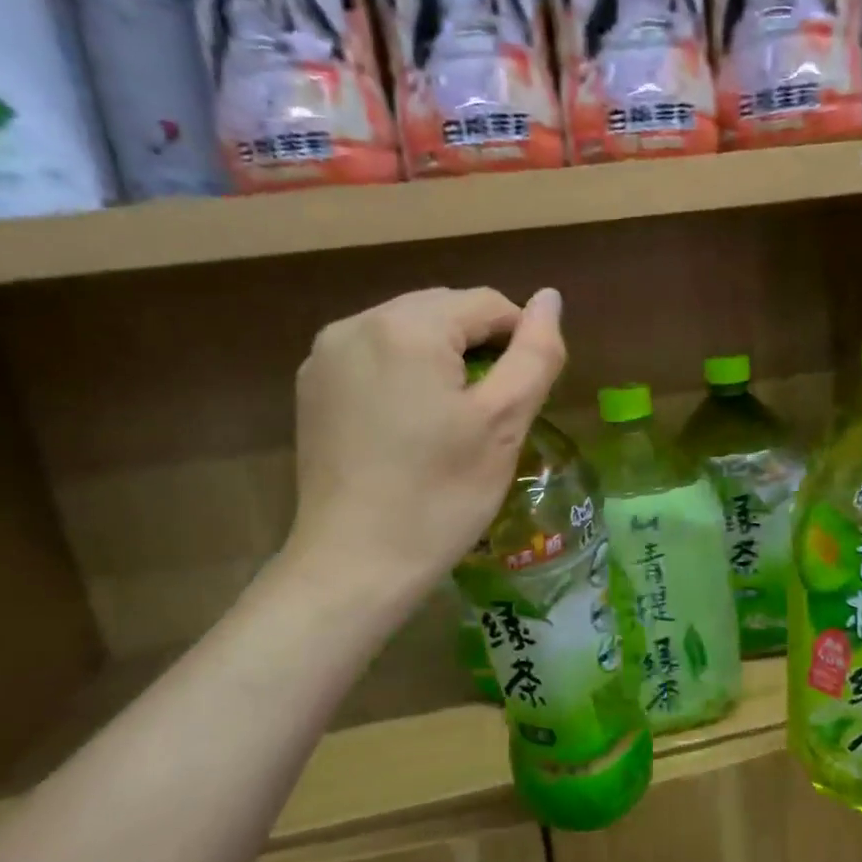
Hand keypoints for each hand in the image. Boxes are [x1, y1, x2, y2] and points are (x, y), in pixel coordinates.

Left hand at [281, 287, 564, 611]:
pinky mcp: (312, 388)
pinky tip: (410, 424)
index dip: (519, 341)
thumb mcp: (504, 424)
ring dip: (441, 361)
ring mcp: (326, 355)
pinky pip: (373, 358)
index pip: (485, 304)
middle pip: (442, 312)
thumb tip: (549, 297)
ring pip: (407, 333)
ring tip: (453, 419)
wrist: (355, 564)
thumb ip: (535, 353)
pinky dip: (403, 376)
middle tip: (491, 412)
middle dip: (477, 348)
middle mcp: (357, 323)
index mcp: (408, 326)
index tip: (525, 395)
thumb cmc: (441, 496)